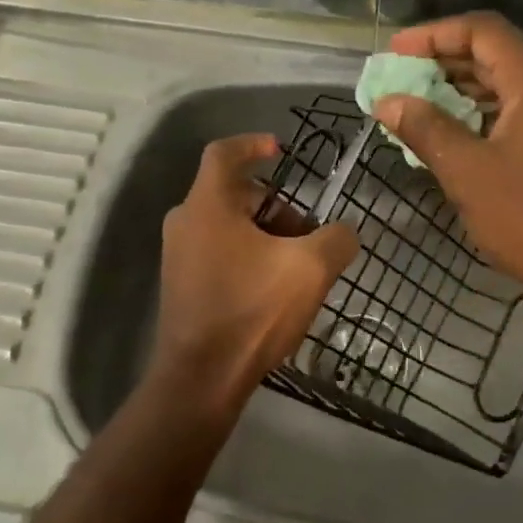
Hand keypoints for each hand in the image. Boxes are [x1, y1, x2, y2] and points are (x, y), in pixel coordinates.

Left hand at [152, 134, 358, 410]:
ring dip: (265, 233)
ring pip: (228, 225)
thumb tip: (344, 233)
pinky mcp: (182, 284)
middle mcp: (185, 222)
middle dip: (276, 205)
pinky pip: (219, 251)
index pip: (224, 153)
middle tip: (307, 231)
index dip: (253, 144)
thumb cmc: (252, 311)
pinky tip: (274, 288)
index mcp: (208, 205)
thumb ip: (337, 239)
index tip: (281, 150)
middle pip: (234, 193)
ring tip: (297, 266)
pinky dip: (248, 255)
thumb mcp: (310, 270)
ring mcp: (179, 255)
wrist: (202, 378)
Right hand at [371, 13, 522, 325]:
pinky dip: (485, 116)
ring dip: (462, 92)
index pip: (481, 31)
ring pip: (509, 85)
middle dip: (443, 63)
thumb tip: (388, 102)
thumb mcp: (469, 172)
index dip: (433, 35)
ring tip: (418, 109)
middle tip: (400, 81)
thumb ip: (426, 129)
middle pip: (495, 54)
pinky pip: (522, 112)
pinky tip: (456, 138)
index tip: (394, 52)